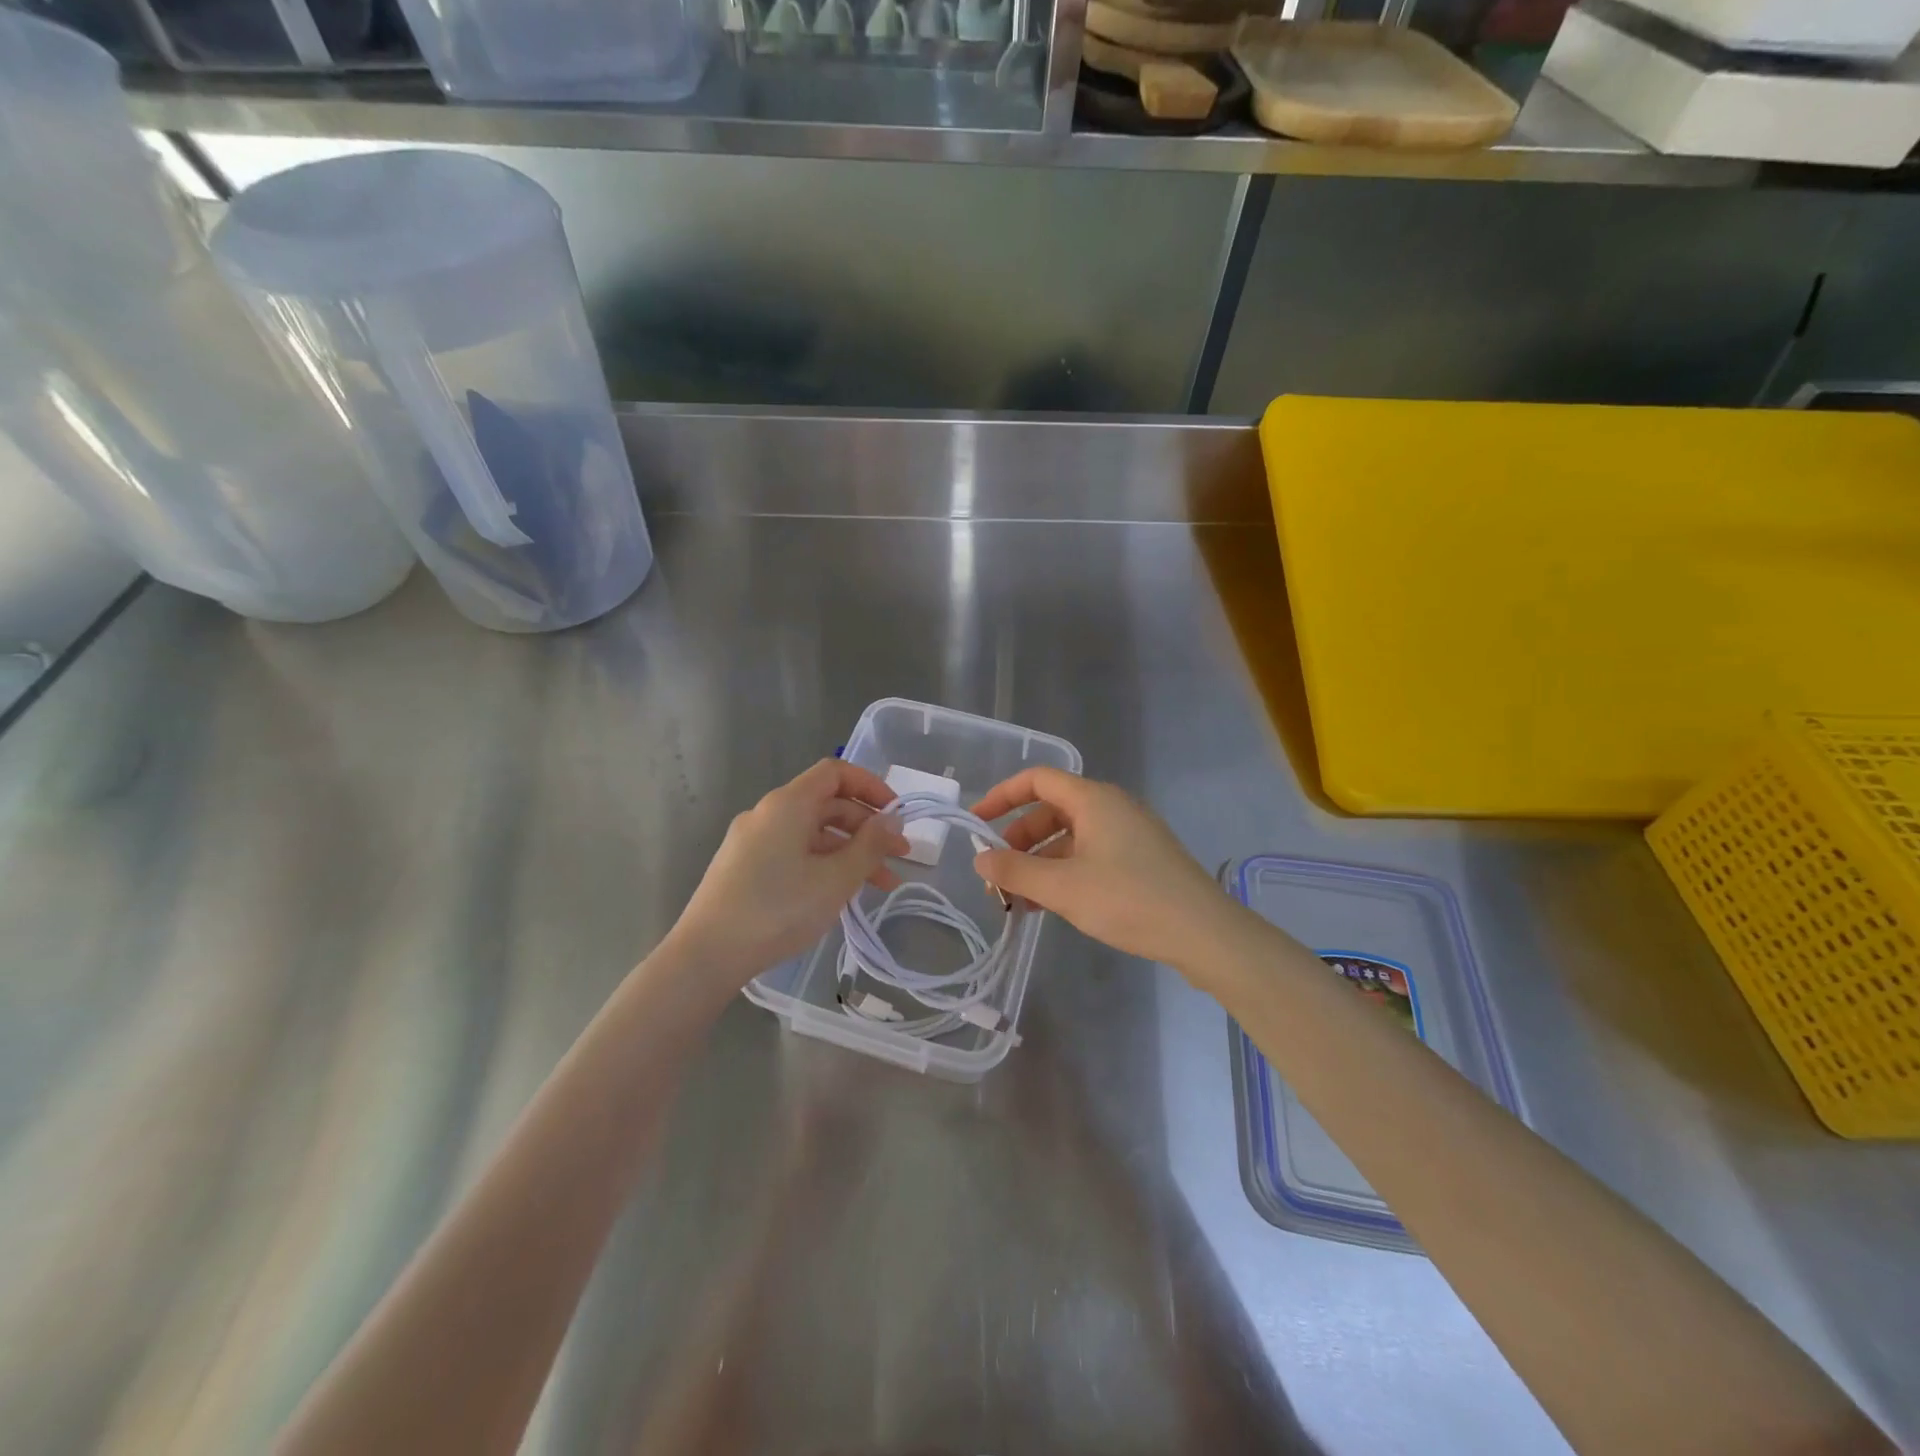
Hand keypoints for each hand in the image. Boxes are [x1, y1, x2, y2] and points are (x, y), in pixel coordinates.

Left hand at [668, 760, 909, 986]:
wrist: (707, 955)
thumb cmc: (778, 909)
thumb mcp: (836, 879)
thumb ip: (870, 845)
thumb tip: (892, 820)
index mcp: (788, 804)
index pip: (835, 773)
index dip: (870, 786)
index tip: (896, 814)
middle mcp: (767, 813)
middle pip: (827, 804)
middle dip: (867, 828)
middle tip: (899, 858)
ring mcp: (752, 840)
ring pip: (812, 834)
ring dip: (849, 852)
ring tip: (880, 886)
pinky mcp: (743, 867)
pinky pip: (793, 852)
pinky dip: (823, 864)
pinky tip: (839, 894)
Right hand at [971, 767, 1258, 977]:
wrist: (1204, 933)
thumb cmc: (1129, 899)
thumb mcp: (1062, 887)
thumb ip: (1015, 871)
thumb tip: (979, 858)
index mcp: (1093, 800)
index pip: (1037, 779)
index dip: (1001, 796)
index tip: (976, 822)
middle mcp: (1111, 807)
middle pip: (1051, 810)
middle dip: (1018, 839)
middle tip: (997, 874)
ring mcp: (1129, 834)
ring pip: (1070, 838)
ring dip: (1039, 862)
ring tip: (1018, 900)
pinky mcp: (1141, 860)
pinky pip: (1090, 855)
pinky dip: (1065, 873)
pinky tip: (1051, 905)